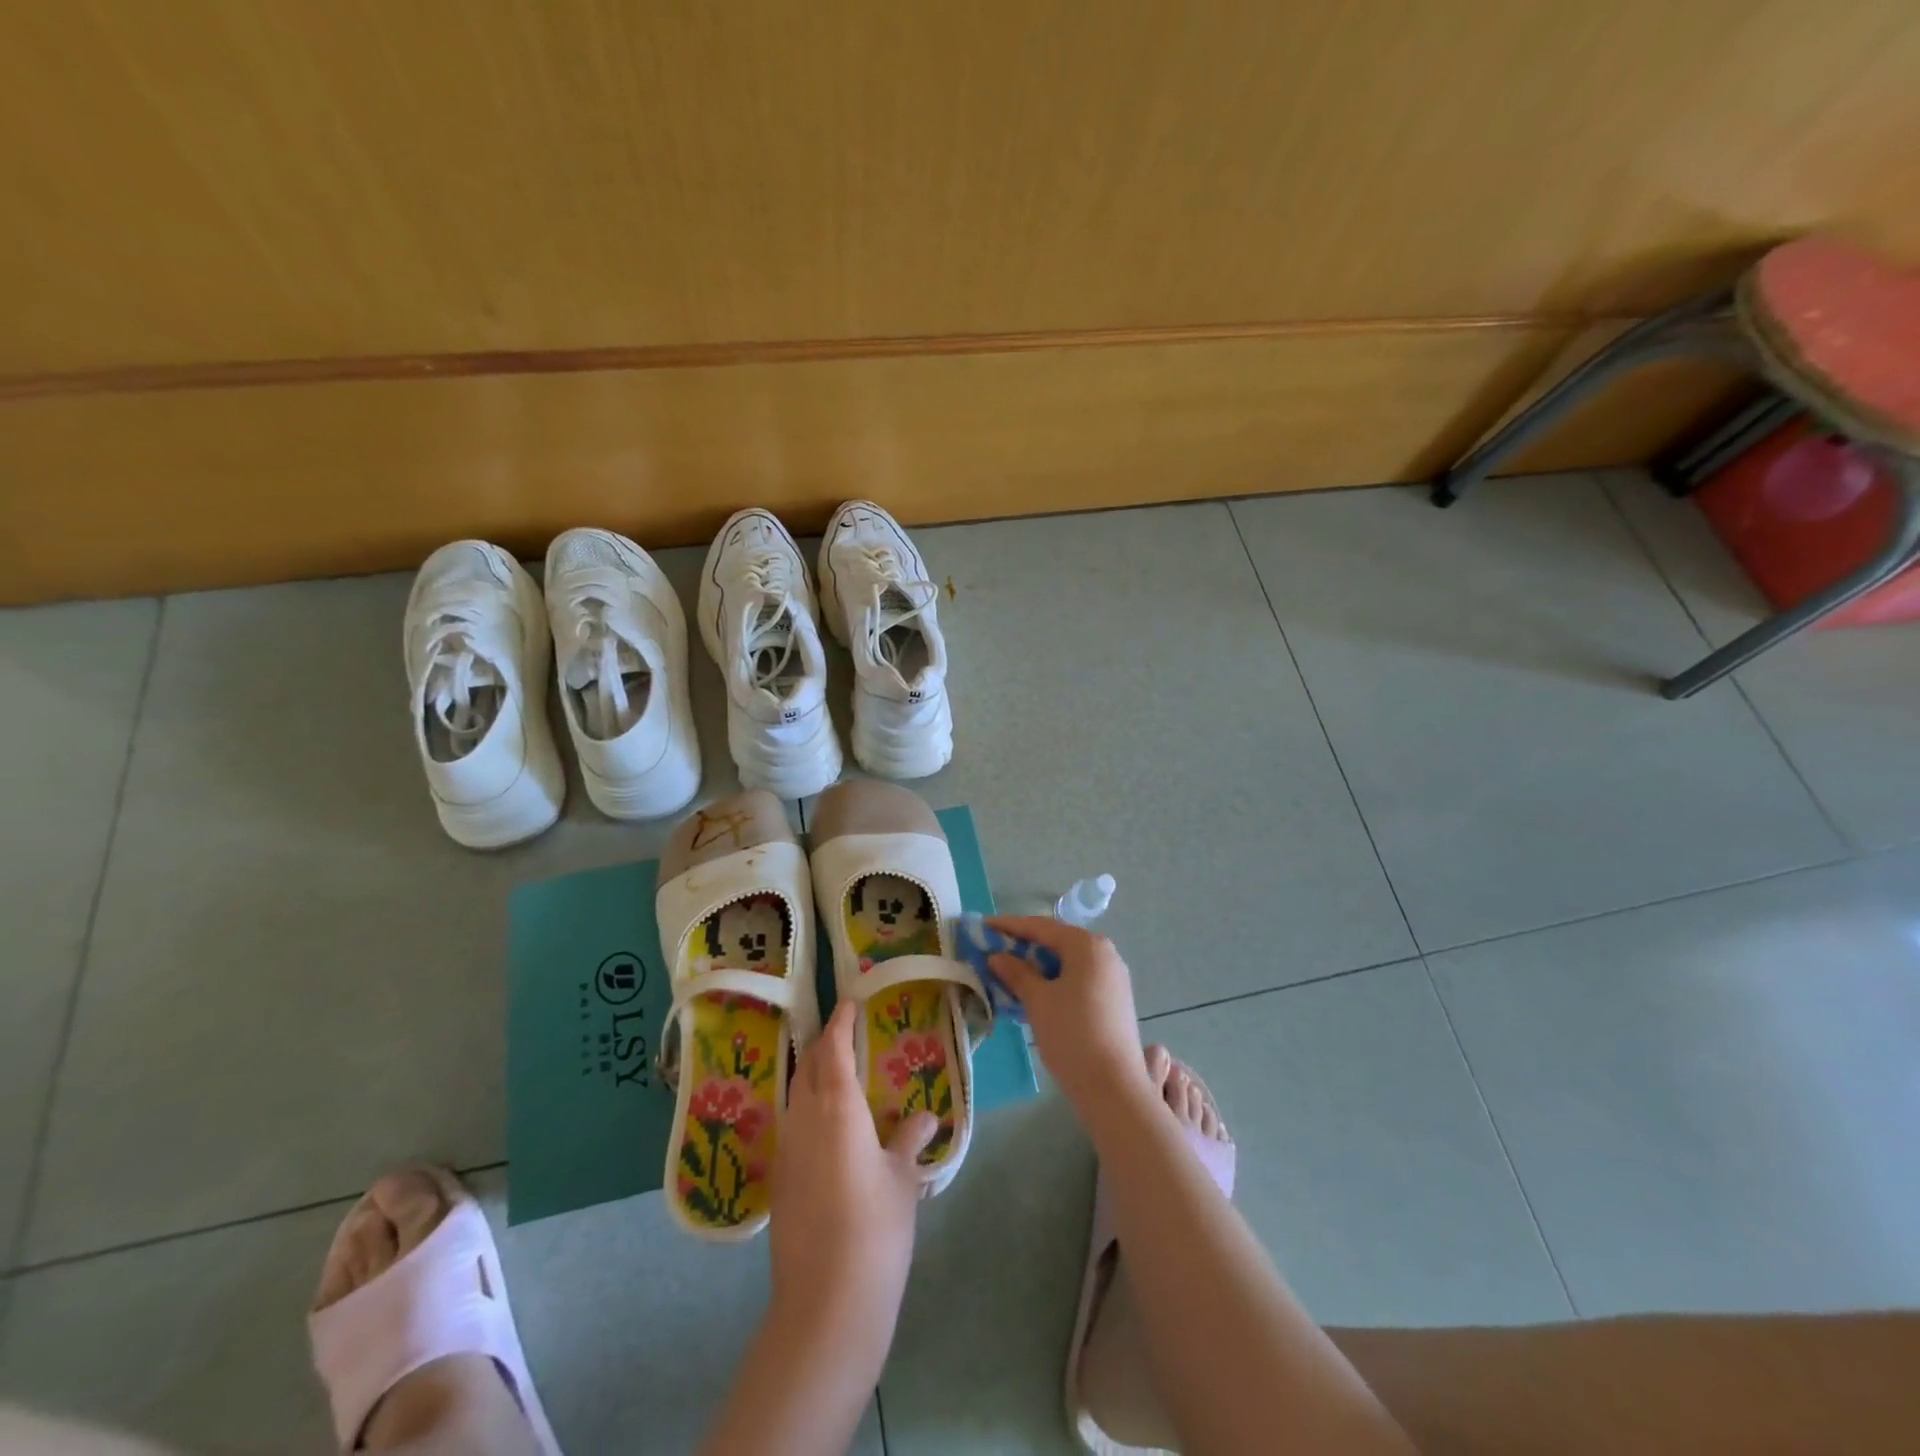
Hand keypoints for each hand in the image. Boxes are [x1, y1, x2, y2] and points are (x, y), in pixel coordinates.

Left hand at [770, 999, 936, 1348]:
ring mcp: (787, 1149)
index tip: (851, 1002)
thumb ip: (910, 1141)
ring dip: (814, 1074)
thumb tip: (925, 1118)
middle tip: (846, 1032)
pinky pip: (793, 1123)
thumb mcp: (903, 1181)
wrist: (826, 1304)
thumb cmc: (875, 1230)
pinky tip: (827, 1124)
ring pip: (796, 1093)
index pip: (835, 1048)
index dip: (841, 1022)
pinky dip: (808, 1106)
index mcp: (838, 1108)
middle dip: (825, 1043)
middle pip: (810, 1065)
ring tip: (838, 1071)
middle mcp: (805, 1118)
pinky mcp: (780, 1179)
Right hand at [986, 916, 1148, 1112]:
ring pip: (1068, 962)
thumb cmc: (1072, 1034)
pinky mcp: (1115, 1000)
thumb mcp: (1037, 1000)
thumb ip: (1016, 973)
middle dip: (1025, 947)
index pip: (1042, 927)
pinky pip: (1079, 979)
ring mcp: (1113, 977)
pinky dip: (1056, 981)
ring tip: (1010, 975)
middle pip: (1057, 942)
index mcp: (1087, 945)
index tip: (984, 926)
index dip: (1010, 926)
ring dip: (1039, 966)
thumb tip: (997, 956)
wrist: (1113, 1087)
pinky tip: (1036, 995)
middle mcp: (1105, 953)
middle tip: (994, 952)